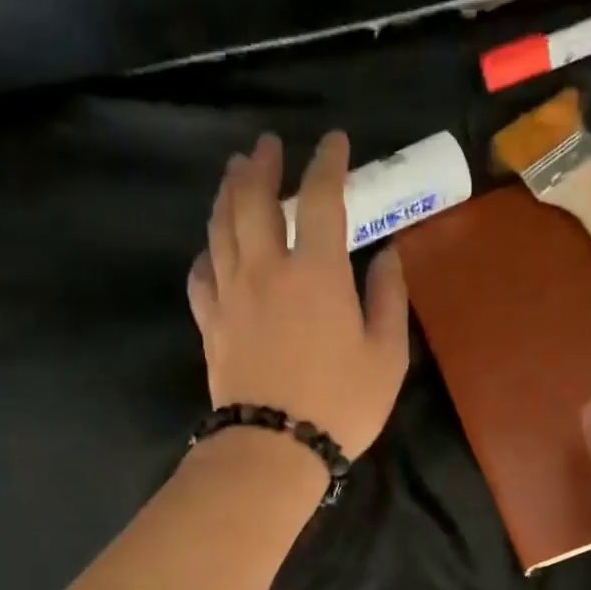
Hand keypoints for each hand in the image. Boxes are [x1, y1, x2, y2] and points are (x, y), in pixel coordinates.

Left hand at [187, 131, 409, 458]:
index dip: (328, 162)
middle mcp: (266, 268)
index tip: (334, 141)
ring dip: (228, 193)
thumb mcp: (387, 355)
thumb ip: (388, 298)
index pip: (321, 198)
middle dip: (262, 165)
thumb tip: (386, 255)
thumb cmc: (341, 404)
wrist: (274, 447)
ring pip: (221, 227)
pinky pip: (202, 272)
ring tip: (235, 173)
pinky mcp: (210, 322)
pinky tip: (213, 247)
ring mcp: (230, 293)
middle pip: (253, 199)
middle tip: (267, 146)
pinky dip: (208, 251)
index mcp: (316, 271)